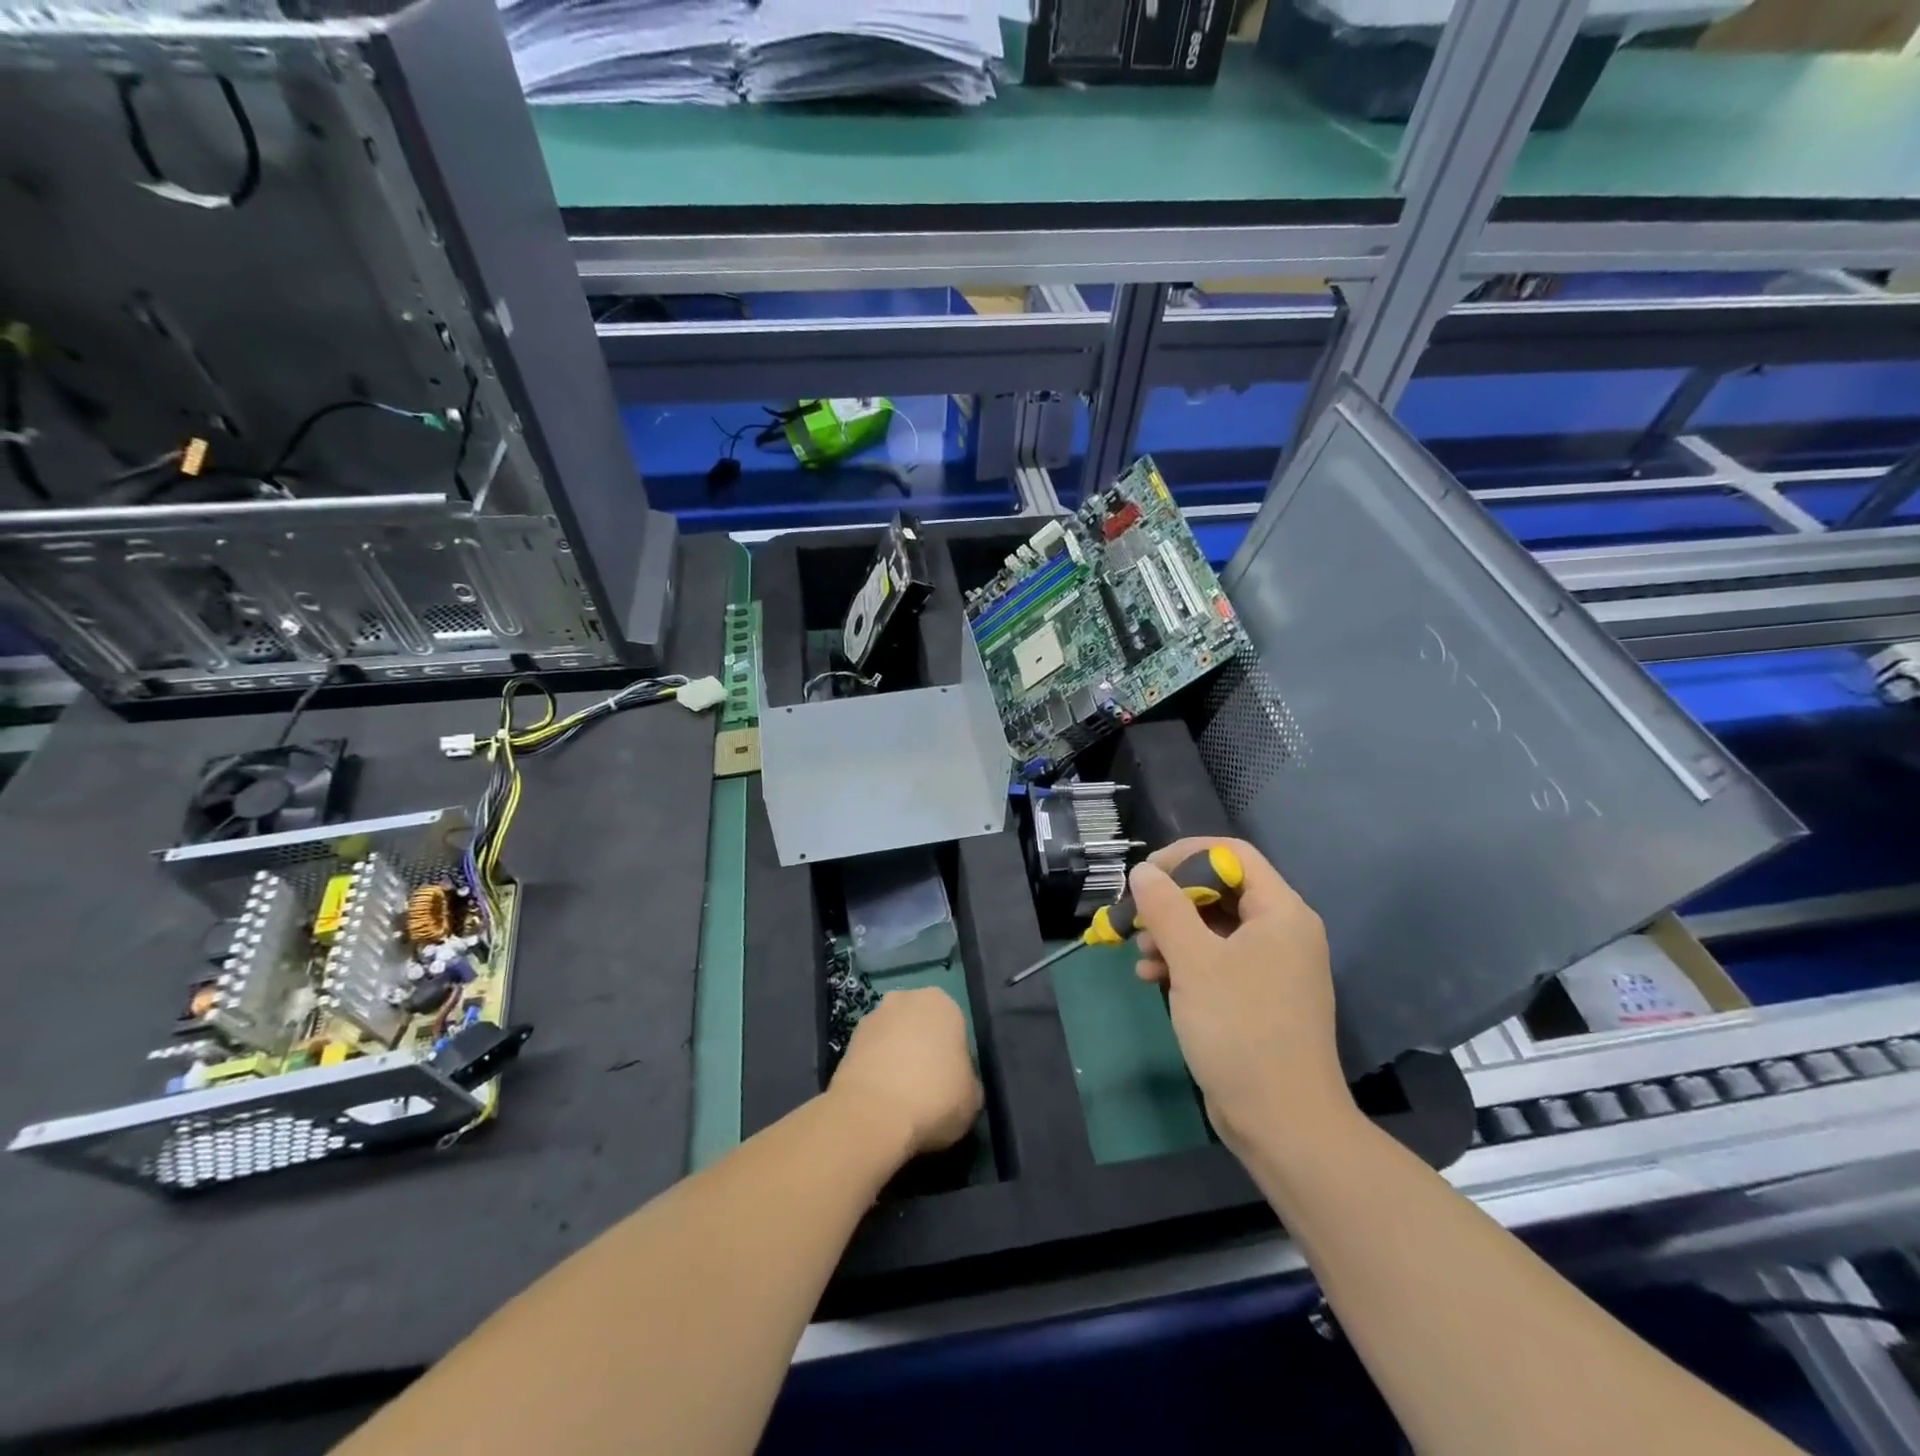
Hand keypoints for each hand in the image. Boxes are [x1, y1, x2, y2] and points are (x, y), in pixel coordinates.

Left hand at [829, 988, 982, 1159]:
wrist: (872, 1114)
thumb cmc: (935, 1098)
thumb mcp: (973, 1097)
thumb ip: (968, 1079)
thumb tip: (959, 1082)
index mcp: (942, 1003)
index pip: (954, 1026)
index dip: (954, 1055)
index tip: (951, 1081)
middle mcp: (906, 998)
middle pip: (920, 1024)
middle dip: (922, 1047)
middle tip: (927, 1085)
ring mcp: (874, 1016)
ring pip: (893, 1036)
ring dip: (896, 1056)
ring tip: (899, 1096)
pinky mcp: (849, 1040)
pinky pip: (871, 1053)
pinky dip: (876, 1068)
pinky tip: (880, 1097)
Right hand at [1131, 838, 1350, 1152]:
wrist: (1282, 1122)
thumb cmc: (1240, 1029)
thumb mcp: (1193, 960)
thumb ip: (1165, 907)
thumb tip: (1144, 871)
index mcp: (1281, 912)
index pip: (1232, 855)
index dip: (1185, 855)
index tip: (1146, 875)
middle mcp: (1282, 932)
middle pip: (1220, 890)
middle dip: (1172, 900)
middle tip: (1135, 915)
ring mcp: (1271, 967)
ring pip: (1213, 927)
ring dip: (1171, 933)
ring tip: (1140, 953)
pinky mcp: (1257, 997)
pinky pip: (1216, 960)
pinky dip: (1183, 962)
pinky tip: (1151, 977)